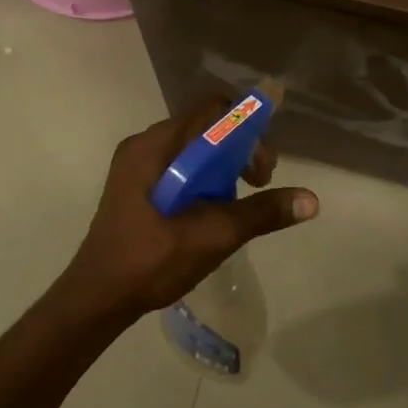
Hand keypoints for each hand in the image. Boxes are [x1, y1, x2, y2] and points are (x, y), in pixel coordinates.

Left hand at [59, 98, 319, 320]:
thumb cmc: (151, 261)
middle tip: (258, 185)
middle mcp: (145, 144)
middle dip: (239, 150)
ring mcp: (136, 165)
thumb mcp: (213, 235)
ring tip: (237, 203)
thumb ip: (262, 213)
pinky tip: (212, 210)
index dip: (247, 125)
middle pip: (206, 126)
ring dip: (223, 166)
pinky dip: (203, 178)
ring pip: (194, 147)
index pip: (213, 107)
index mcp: (156, 145)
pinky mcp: (135, 185)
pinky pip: (179, 164)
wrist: (95, 300)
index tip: (262, 164)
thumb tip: (312, 200)